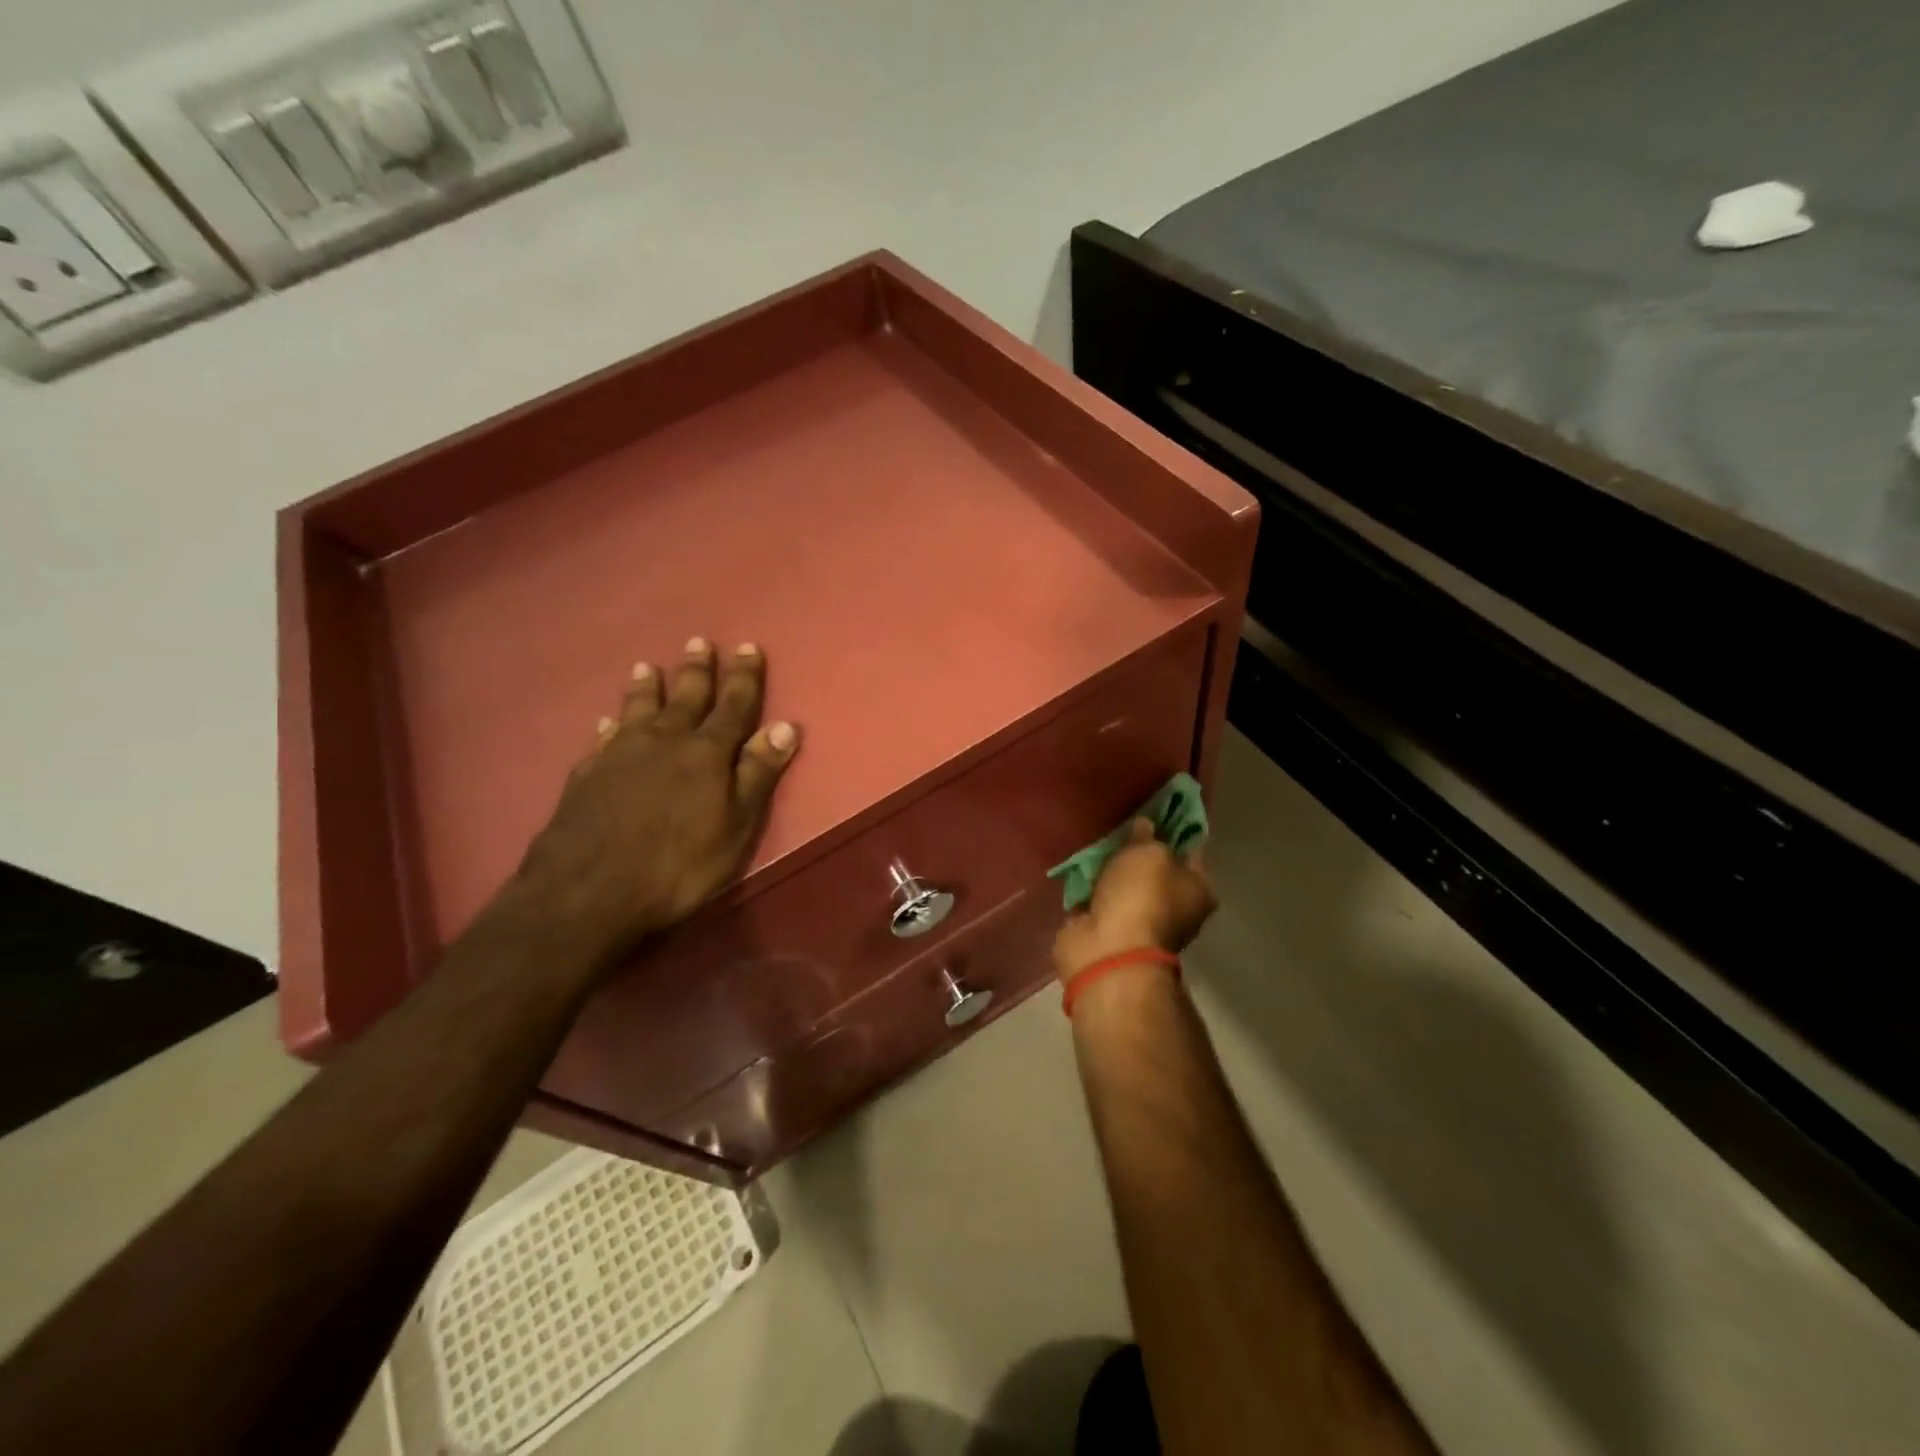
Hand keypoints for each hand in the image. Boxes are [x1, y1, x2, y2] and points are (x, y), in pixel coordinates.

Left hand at [511, 638, 799, 961]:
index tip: (748, 647)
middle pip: (685, 698)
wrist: (587, 891)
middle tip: (698, 642)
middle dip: (696, 670)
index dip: (743, 677)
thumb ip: (758, 774)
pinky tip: (607, 722)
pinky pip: (603, 738)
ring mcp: (620, 755)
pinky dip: (610, 725)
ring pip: (638, 710)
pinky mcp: (586, 776)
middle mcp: (664, 741)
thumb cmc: (678, 865)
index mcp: (706, 753)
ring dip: (648, 688)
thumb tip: (785, 726)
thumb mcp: (736, 825)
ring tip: (648, 666)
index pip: (733, 705)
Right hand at [1053, 819, 1215, 983]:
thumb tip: (1145, 827)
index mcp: (1198, 890)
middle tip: (1119, 822)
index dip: (1173, 828)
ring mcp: (1137, 920)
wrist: (1107, 950)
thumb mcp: (1151, 853)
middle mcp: (1173, 907)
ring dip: (1110, 867)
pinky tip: (1079, 863)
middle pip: (1154, 867)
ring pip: (1124, 882)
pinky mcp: (1105, 926)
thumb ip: (1149, 836)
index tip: (1155, 807)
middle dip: (1136, 848)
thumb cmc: (1142, 897)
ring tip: (1095, 838)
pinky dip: (1089, 885)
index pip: (1190, 849)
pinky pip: (1098, 896)